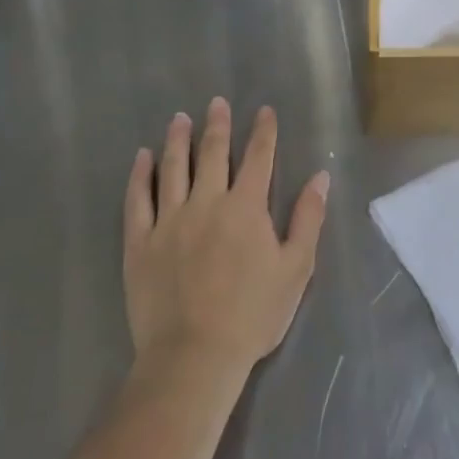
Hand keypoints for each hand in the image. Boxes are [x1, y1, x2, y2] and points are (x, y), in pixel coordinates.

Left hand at [123, 98, 328, 378]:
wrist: (194, 355)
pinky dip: (140, 175)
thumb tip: (320, 177)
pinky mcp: (140, 242)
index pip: (259, 158)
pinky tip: (142, 157)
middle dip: (218, 125)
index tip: (264, 110)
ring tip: (180, 118)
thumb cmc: (253, 314)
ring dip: (178, 140)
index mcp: (246, 207)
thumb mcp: (296, 267)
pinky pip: (138, 199)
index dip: (263, 132)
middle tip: (216, 103)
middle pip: (213, 153)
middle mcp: (207, 202)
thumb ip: (308, 218)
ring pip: (174, 168)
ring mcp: (169, 220)